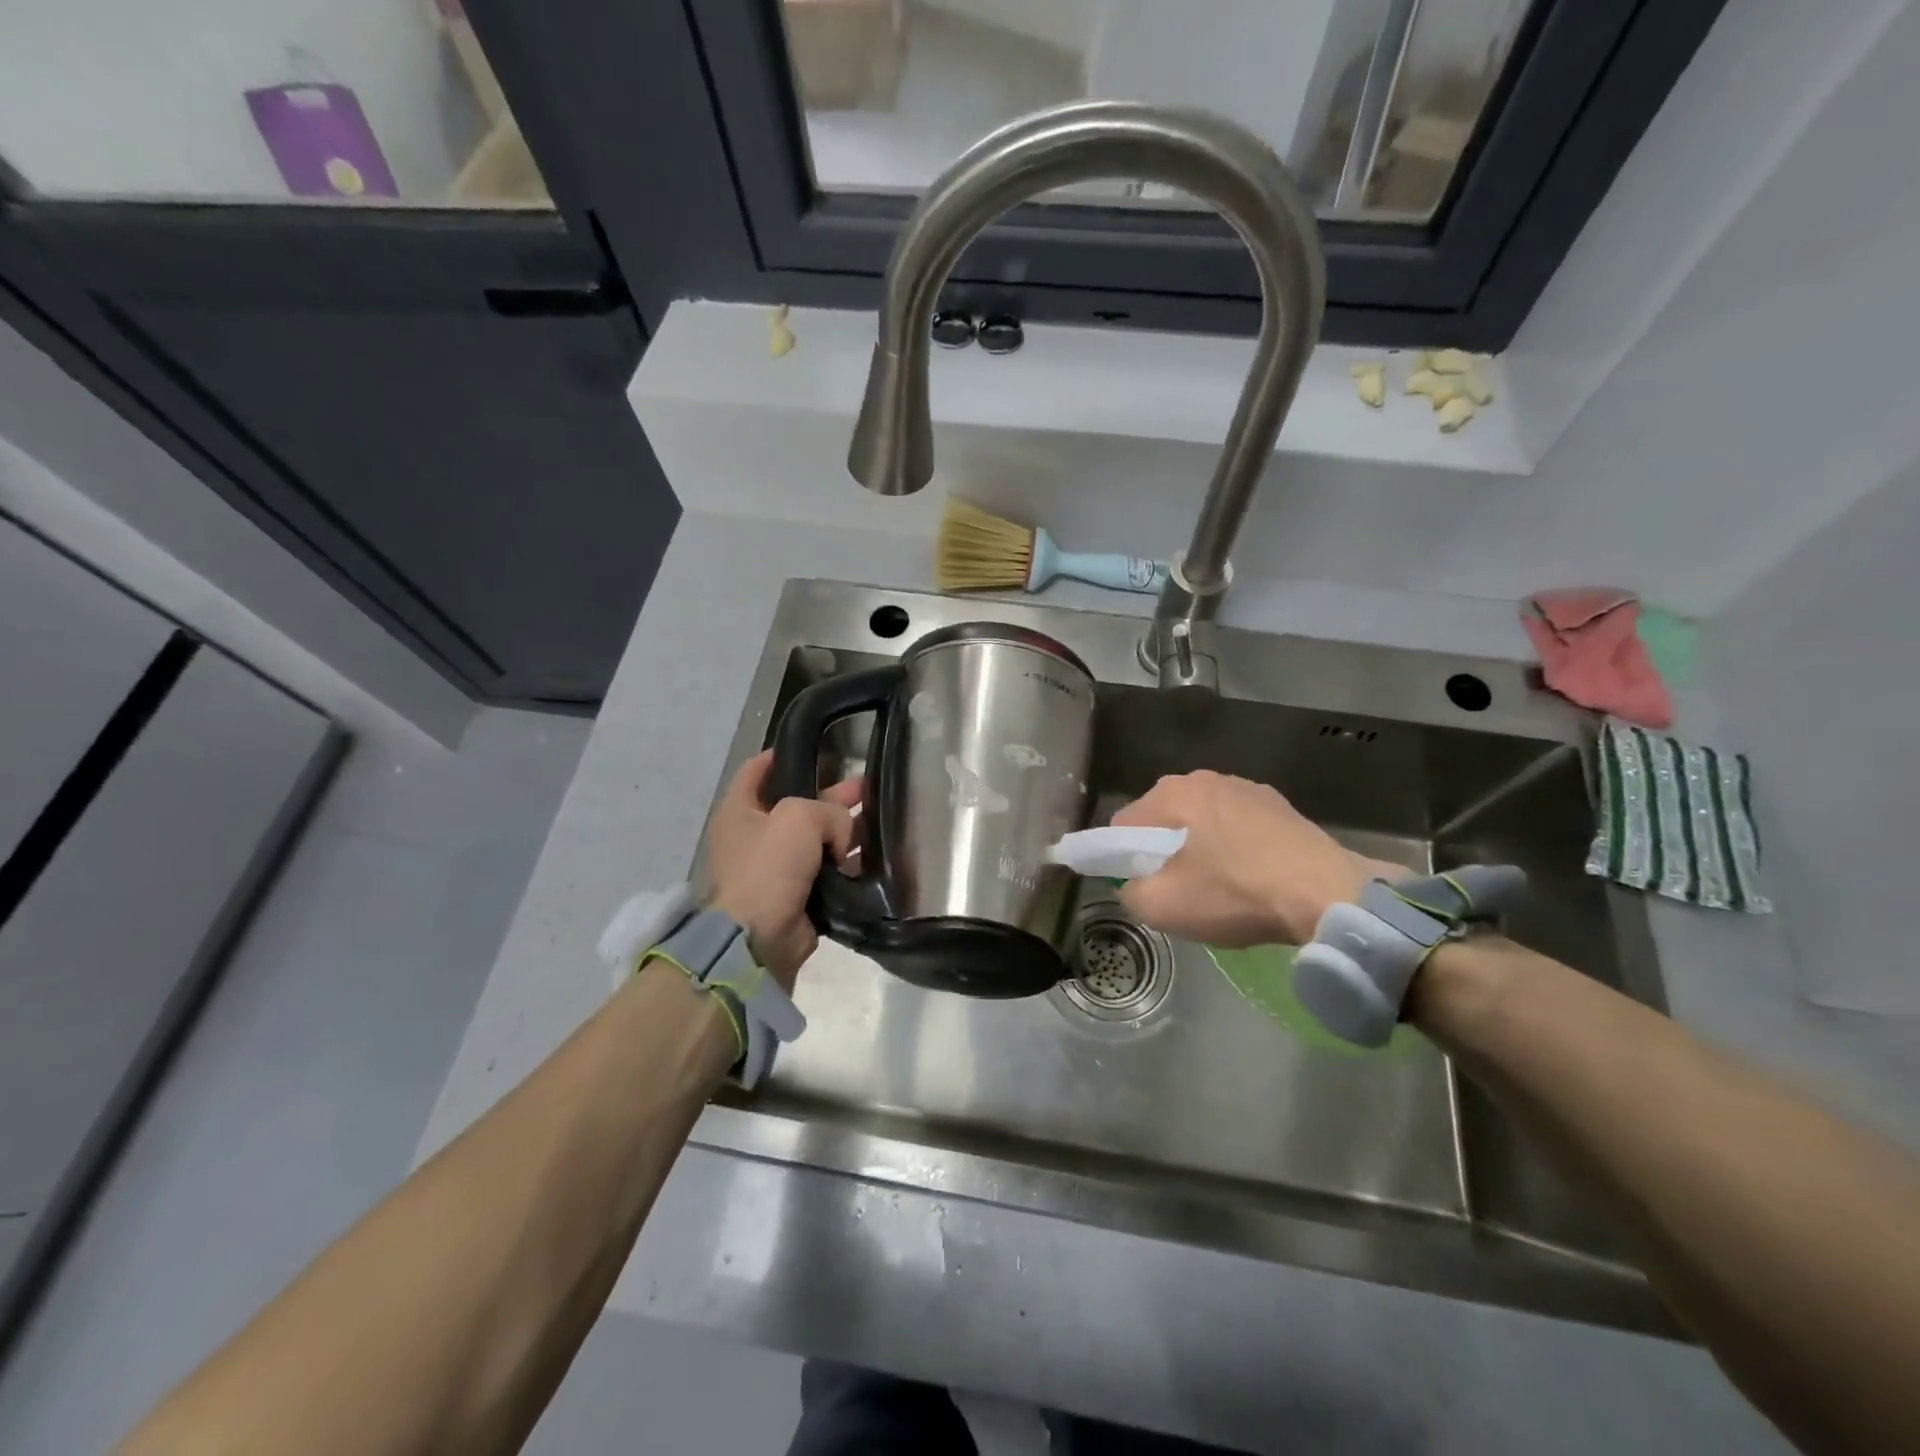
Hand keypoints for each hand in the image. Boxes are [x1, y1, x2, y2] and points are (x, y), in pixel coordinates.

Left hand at [706, 751, 859, 987]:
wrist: (760, 938)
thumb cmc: (769, 866)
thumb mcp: (799, 817)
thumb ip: (829, 810)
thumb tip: (842, 835)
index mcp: (740, 810)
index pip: (757, 770)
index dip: (782, 755)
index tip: (813, 745)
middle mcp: (755, 836)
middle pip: (798, 805)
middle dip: (832, 795)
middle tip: (866, 786)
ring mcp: (776, 868)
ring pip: (817, 839)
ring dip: (845, 831)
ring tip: (879, 820)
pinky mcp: (797, 895)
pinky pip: (826, 871)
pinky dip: (846, 864)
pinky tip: (872, 856)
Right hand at [1113, 771, 1393, 946]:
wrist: (1328, 896)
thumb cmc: (1236, 894)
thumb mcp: (1163, 907)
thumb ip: (1129, 892)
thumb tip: (1133, 885)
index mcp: (1173, 792)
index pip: (1123, 825)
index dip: (1122, 859)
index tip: (1142, 887)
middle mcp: (1206, 778)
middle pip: (1164, 820)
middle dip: (1162, 852)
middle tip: (1180, 890)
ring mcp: (1248, 788)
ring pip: (1202, 822)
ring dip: (1199, 849)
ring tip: (1219, 886)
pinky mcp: (1281, 806)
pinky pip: (1238, 827)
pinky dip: (1234, 848)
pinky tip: (1252, 877)